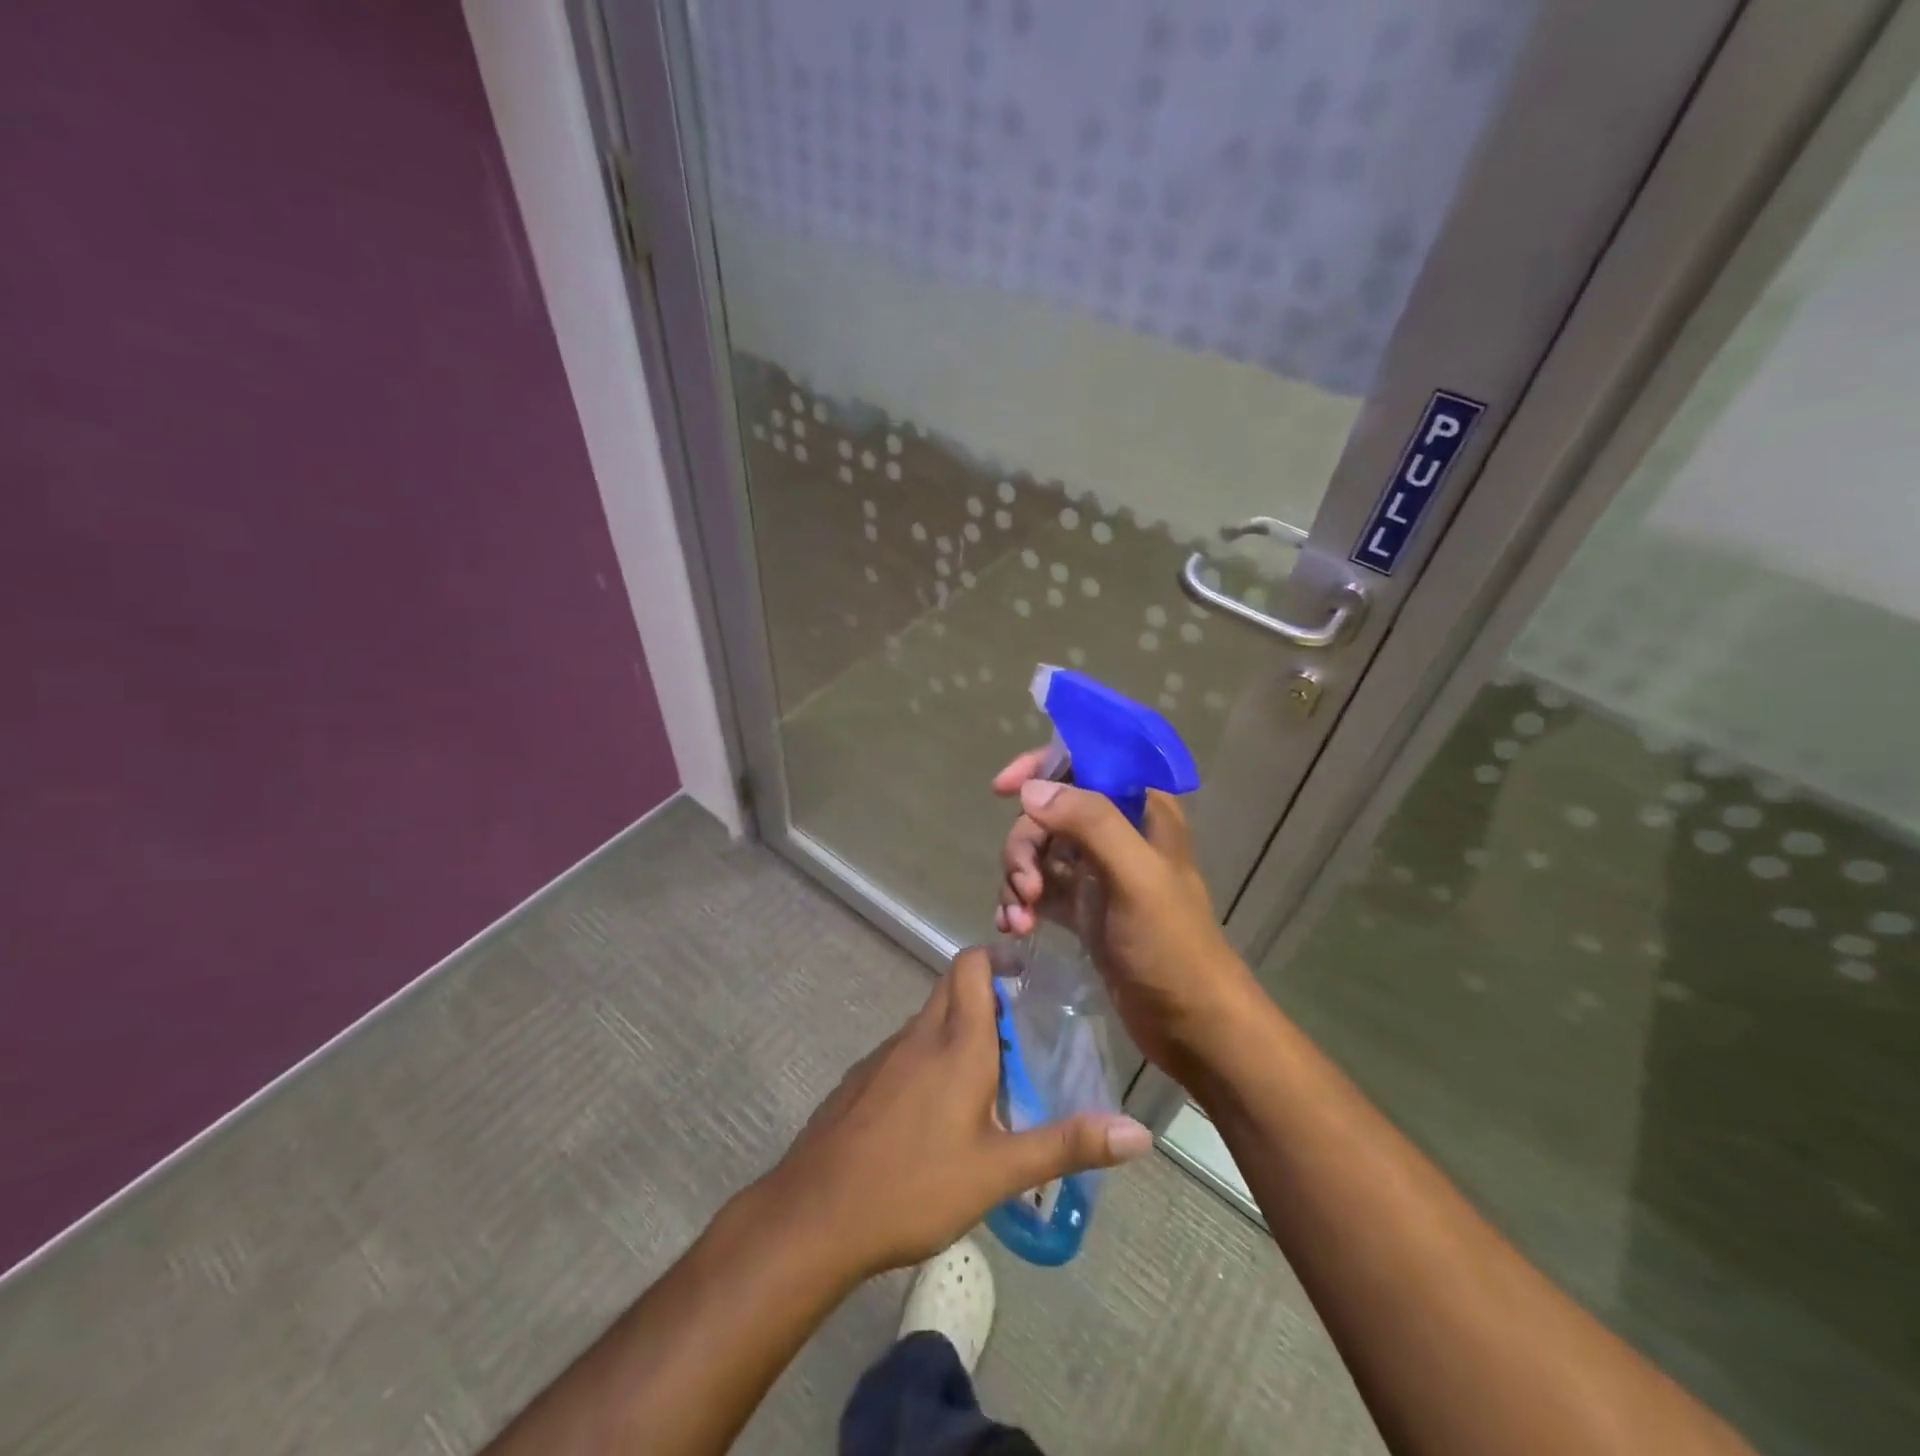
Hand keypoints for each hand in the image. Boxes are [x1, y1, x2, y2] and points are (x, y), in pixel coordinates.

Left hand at [765, 948, 1152, 1281]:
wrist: (815, 1215)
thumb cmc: (915, 1185)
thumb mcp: (999, 1171)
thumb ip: (1068, 1145)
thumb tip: (1139, 1133)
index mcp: (957, 1041)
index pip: (973, 965)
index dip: (1000, 958)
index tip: (1031, 977)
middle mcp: (919, 1034)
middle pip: (953, 987)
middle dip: (988, 996)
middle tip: (1023, 1036)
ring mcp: (884, 1055)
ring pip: (929, 1021)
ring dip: (960, 1031)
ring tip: (990, 1080)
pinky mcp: (860, 1079)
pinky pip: (905, 1051)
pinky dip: (929, 1059)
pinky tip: (937, 1115)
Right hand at [992, 751, 1259, 1084]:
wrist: (1192, 1026)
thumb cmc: (1172, 947)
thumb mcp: (1136, 877)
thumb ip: (1090, 823)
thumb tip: (1031, 791)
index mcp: (1142, 810)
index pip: (1084, 762)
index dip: (1040, 766)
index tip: (1003, 789)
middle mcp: (1118, 833)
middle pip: (1049, 812)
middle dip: (1024, 845)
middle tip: (1023, 887)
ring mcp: (1098, 872)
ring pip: (1039, 852)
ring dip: (1017, 879)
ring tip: (1018, 919)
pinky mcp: (1084, 909)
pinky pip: (1038, 890)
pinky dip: (1020, 903)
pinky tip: (1014, 929)